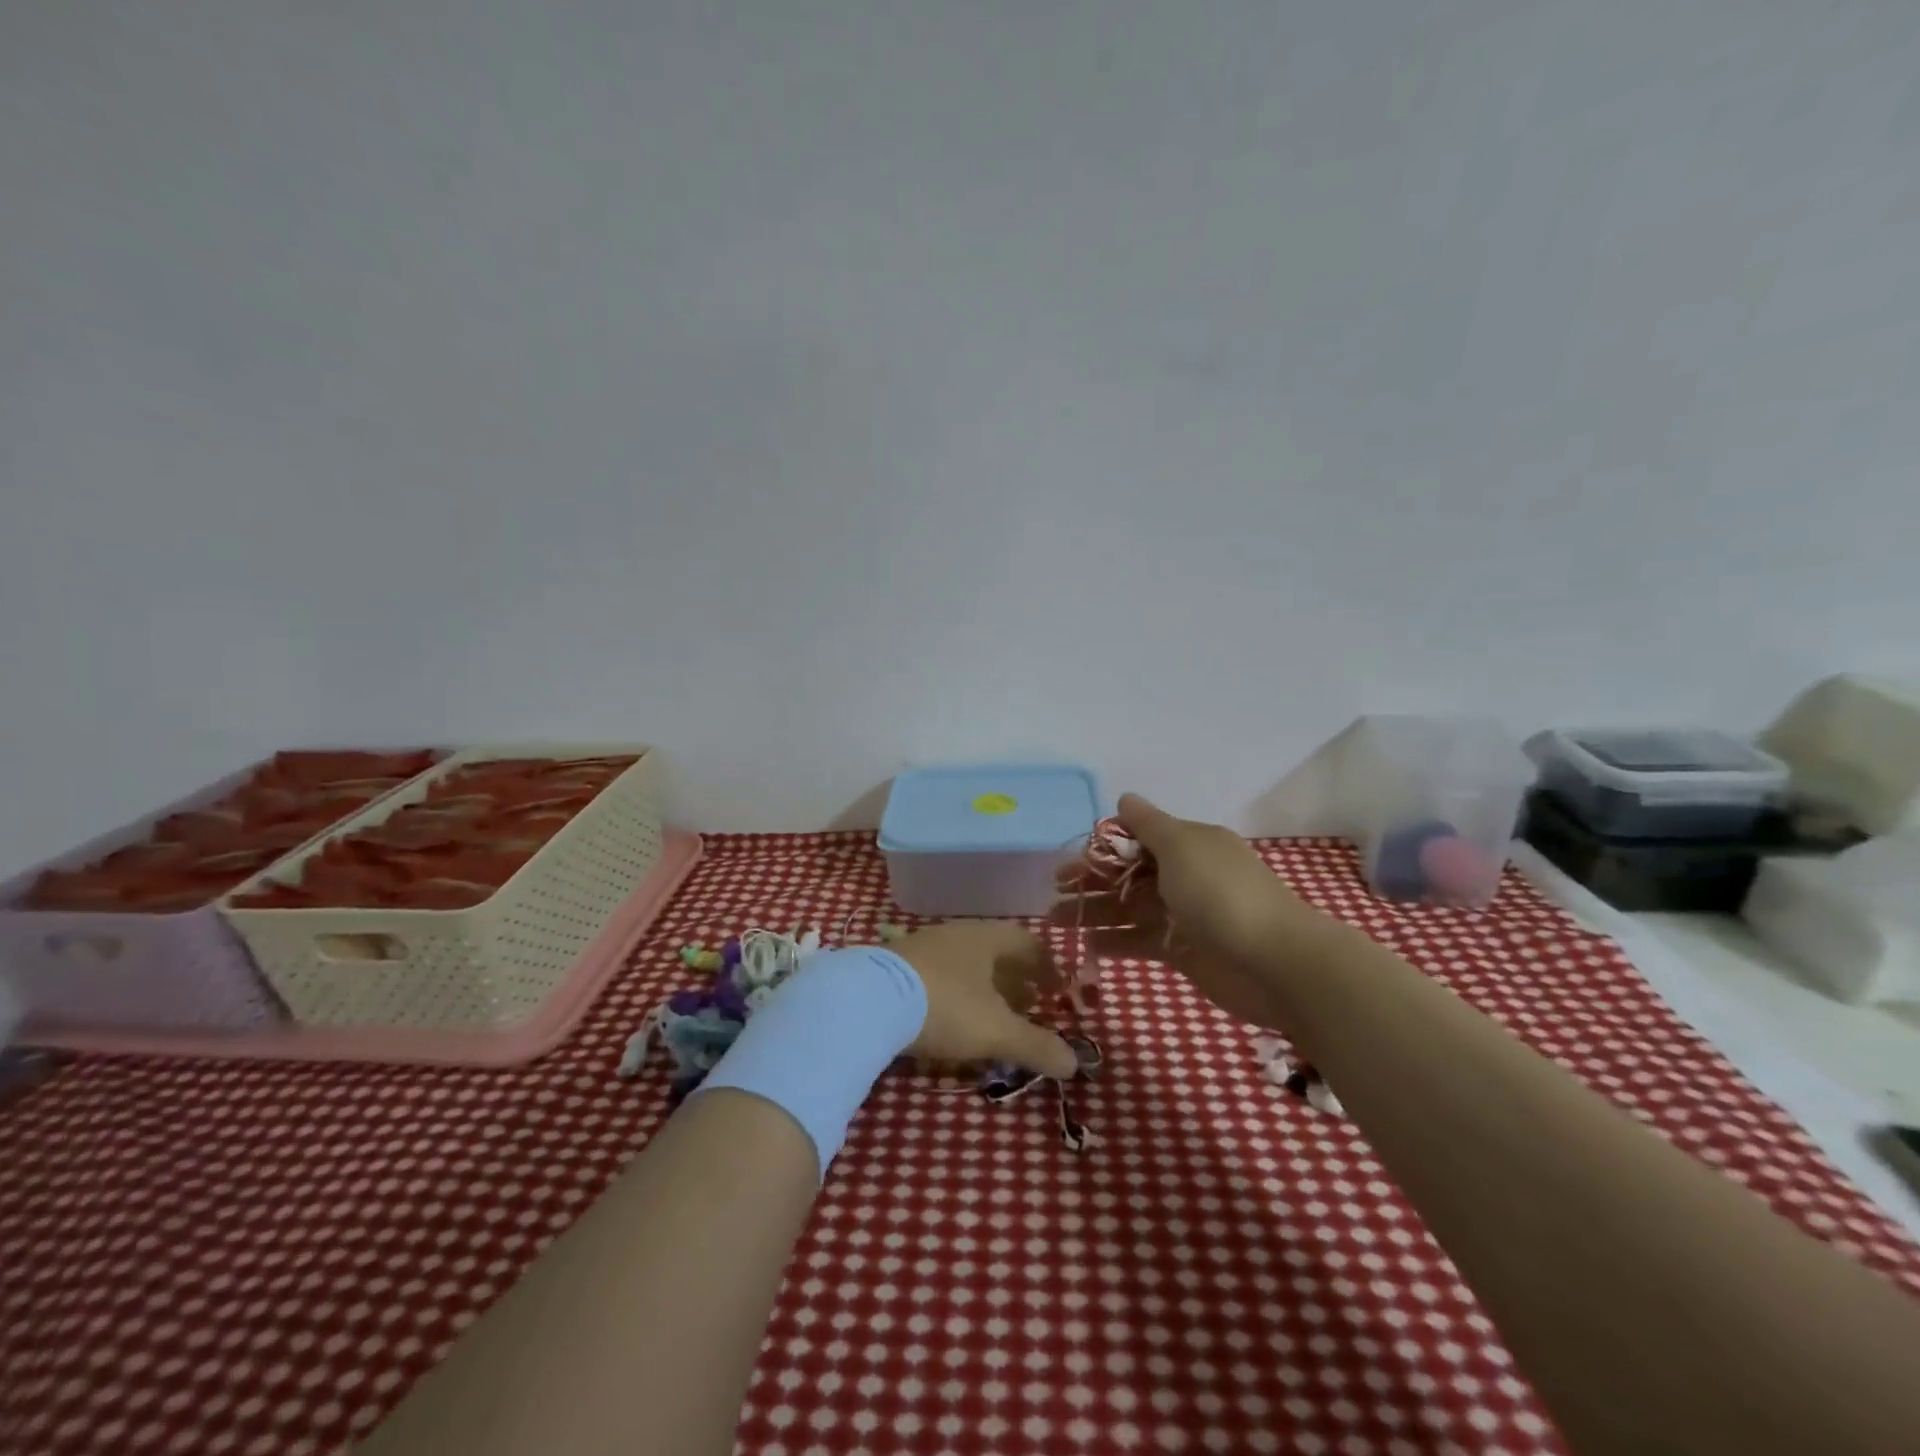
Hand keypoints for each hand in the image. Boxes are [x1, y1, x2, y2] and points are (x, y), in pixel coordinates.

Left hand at [886, 923, 1078, 1078]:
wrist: (869, 999)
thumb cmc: (945, 1005)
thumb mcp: (996, 1030)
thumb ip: (1036, 1045)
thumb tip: (1075, 1063)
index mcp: (987, 938)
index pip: (1028, 943)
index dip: (1048, 967)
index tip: (1058, 991)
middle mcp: (958, 933)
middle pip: (997, 953)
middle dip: (1016, 980)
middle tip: (1030, 1007)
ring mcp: (925, 946)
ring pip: (967, 964)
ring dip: (985, 988)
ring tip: (993, 1018)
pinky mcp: (898, 964)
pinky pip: (940, 975)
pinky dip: (956, 994)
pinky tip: (950, 1020)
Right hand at [1058, 793, 1328, 1027]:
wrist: (1276, 962)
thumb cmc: (1222, 894)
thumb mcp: (1181, 846)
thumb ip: (1148, 824)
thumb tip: (1124, 798)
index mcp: (1188, 844)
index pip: (1137, 839)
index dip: (1102, 848)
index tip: (1070, 859)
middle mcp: (1185, 875)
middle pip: (1128, 873)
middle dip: (1091, 880)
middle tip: (1054, 890)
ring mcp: (1184, 914)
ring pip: (1130, 907)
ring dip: (1095, 911)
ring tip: (1056, 919)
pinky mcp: (1184, 950)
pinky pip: (1142, 940)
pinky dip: (1116, 941)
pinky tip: (1087, 944)